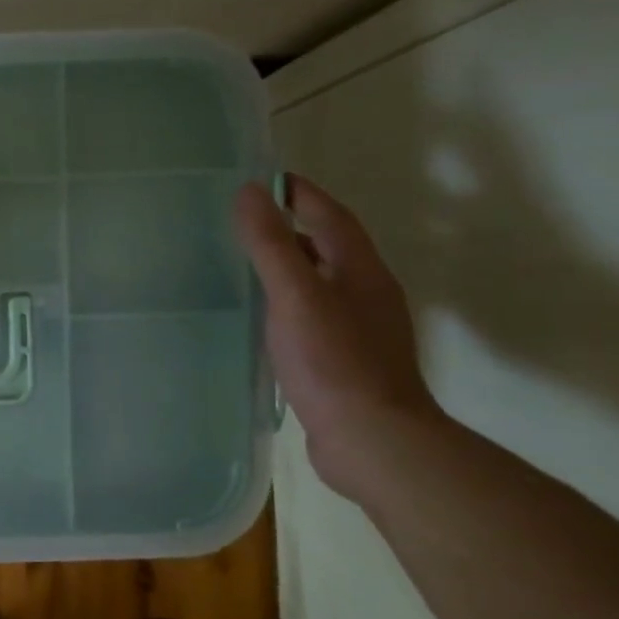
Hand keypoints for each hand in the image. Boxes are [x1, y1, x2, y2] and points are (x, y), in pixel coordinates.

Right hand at [234, 175, 443, 498]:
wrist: (372, 438)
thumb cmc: (333, 360)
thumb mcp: (295, 294)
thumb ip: (272, 244)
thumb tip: (250, 192)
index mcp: (360, 270)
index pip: (330, 216)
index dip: (301, 193)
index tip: (265, 179)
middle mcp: (366, 292)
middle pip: (329, 246)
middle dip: (293, 226)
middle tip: (246, 219)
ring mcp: (359, 328)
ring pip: (322, 281)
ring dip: (291, 265)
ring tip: (247, 262)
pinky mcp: (346, 359)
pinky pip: (314, 313)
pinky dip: (289, 301)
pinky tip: (265, 317)